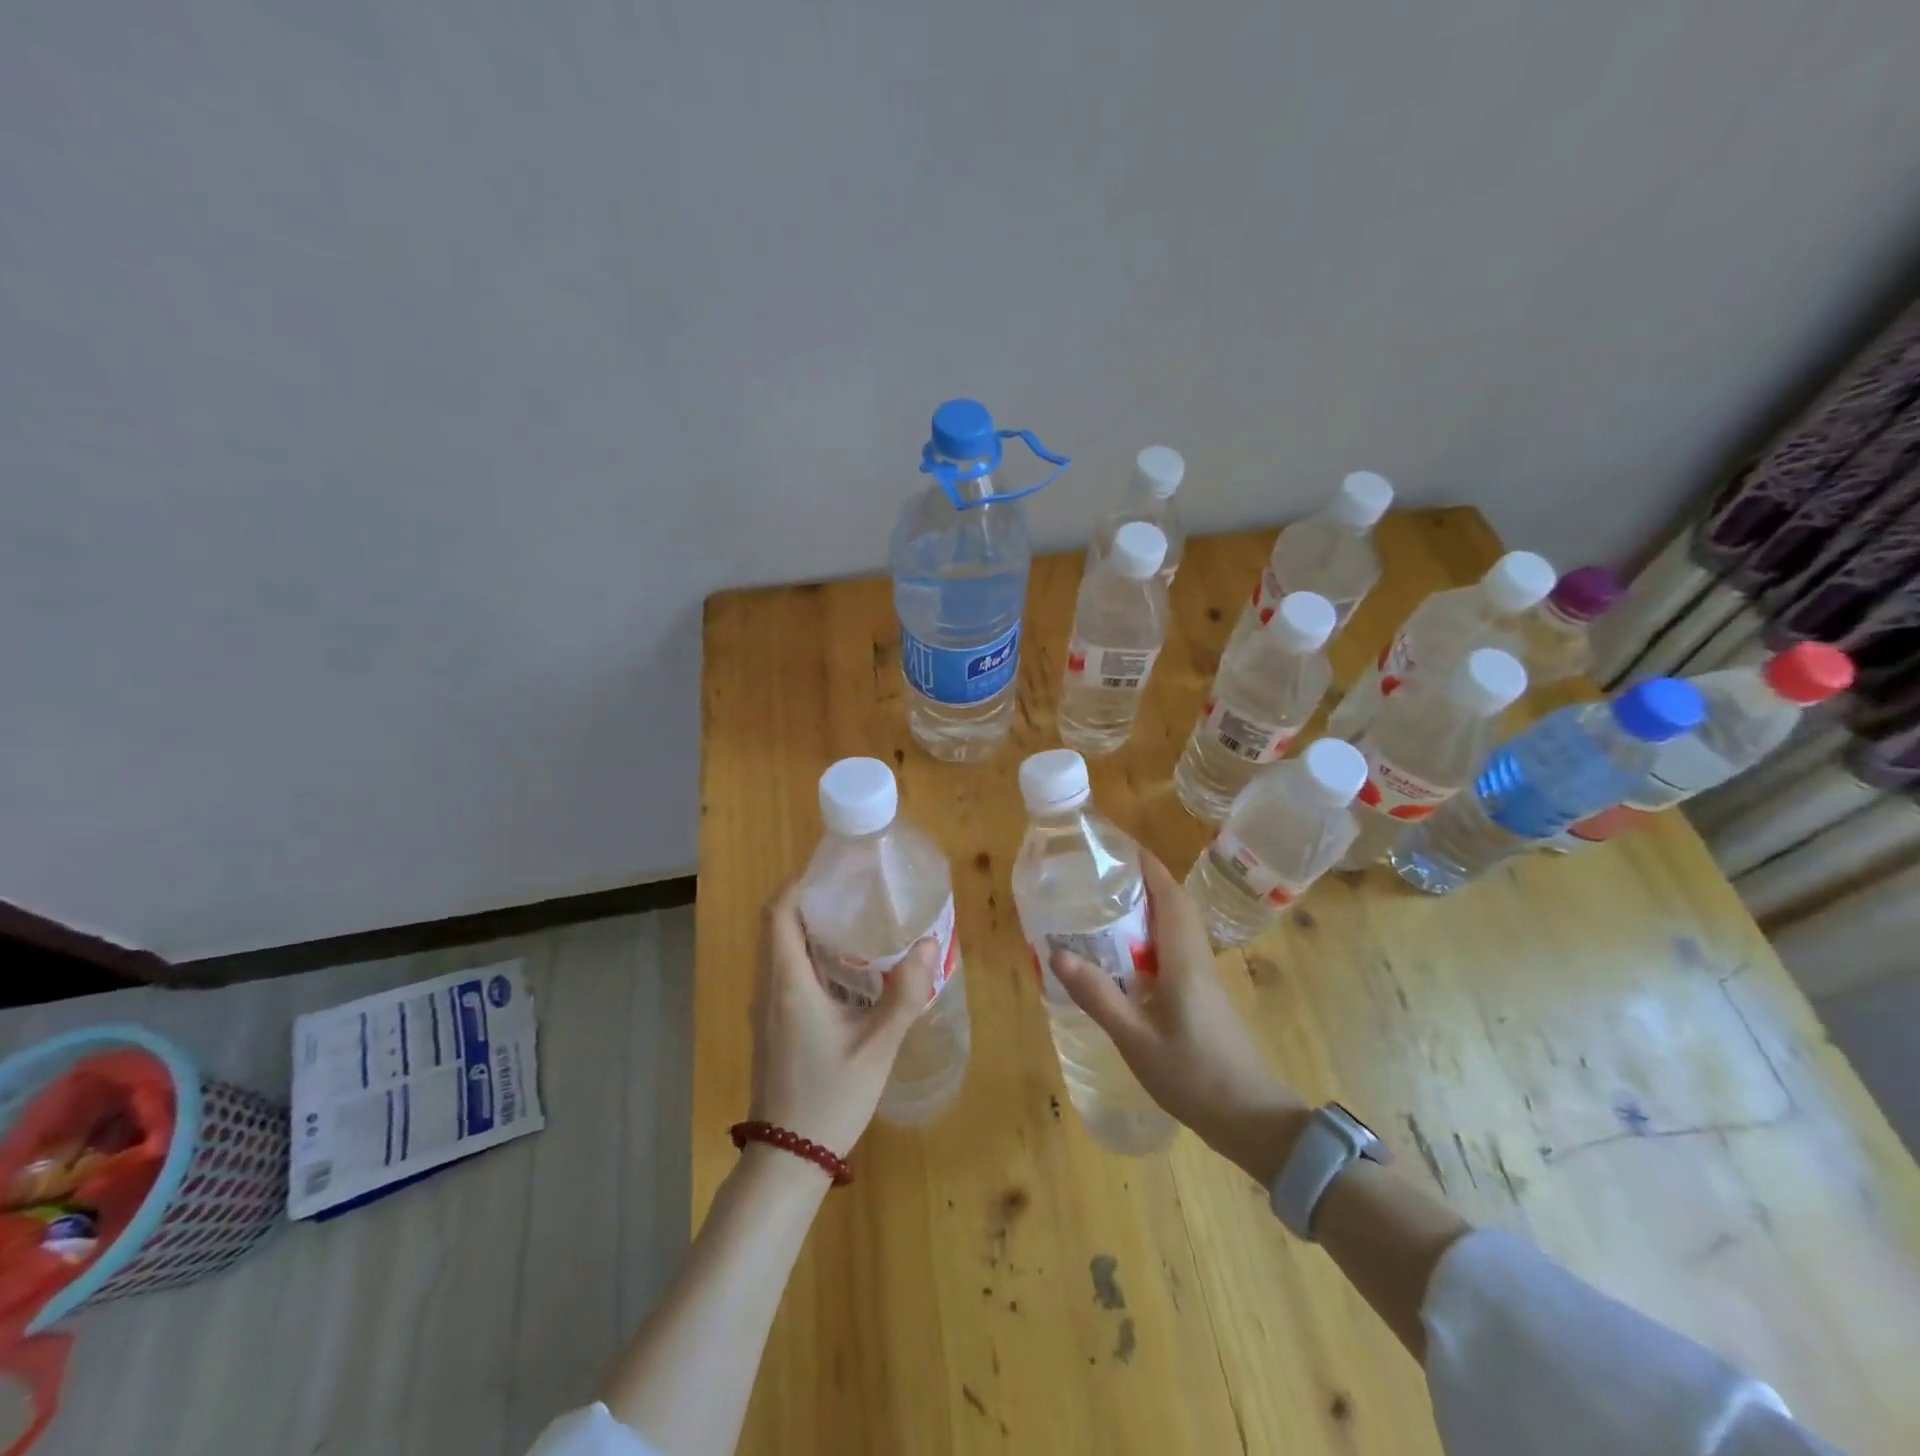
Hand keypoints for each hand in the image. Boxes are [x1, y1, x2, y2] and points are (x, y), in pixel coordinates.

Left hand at [748, 879, 938, 1159]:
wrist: (788, 1158)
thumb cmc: (830, 1097)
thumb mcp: (877, 1045)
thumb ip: (904, 993)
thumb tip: (929, 944)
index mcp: (788, 982)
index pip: (778, 913)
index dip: (799, 884)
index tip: (833, 871)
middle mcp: (768, 988)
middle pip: (776, 926)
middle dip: (808, 901)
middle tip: (852, 891)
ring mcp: (765, 1009)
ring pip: (777, 950)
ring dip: (807, 928)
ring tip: (853, 921)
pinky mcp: (771, 1026)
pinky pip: (782, 972)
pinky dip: (806, 955)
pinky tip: (844, 969)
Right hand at [1052, 850, 1308, 1183]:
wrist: (1253, 1120)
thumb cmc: (1194, 1075)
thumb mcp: (1136, 1038)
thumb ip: (1098, 995)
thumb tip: (1057, 954)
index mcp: (1184, 959)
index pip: (1169, 896)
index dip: (1147, 866)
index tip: (1119, 845)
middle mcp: (1197, 959)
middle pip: (1174, 905)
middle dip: (1144, 882)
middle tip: (1102, 875)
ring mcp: (1204, 979)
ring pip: (1177, 928)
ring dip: (1149, 909)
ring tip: (1107, 907)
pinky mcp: (1204, 998)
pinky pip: (1176, 951)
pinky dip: (1152, 938)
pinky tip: (1126, 958)